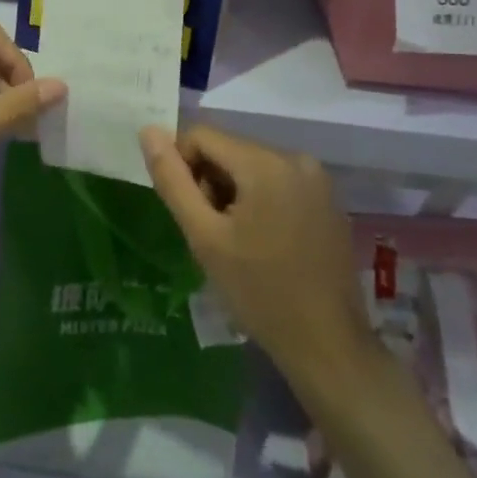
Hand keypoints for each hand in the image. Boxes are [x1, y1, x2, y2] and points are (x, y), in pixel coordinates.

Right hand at [140, 125, 370, 387]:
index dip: (182, 166)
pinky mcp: (328, 199)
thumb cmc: (259, 292)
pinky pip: (278, 181)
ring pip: (251, 166)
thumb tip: (149, 132)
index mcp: (264, 162)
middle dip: (210, 182)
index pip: (201, 135)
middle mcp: (296, 158)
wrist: (327, 345)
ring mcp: (317, 178)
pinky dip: (260, 200)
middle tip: (212, 233)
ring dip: (233, 193)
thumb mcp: (204, 237)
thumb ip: (173, 180)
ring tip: (237, 242)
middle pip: (229, 150)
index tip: (188, 213)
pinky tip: (265, 243)